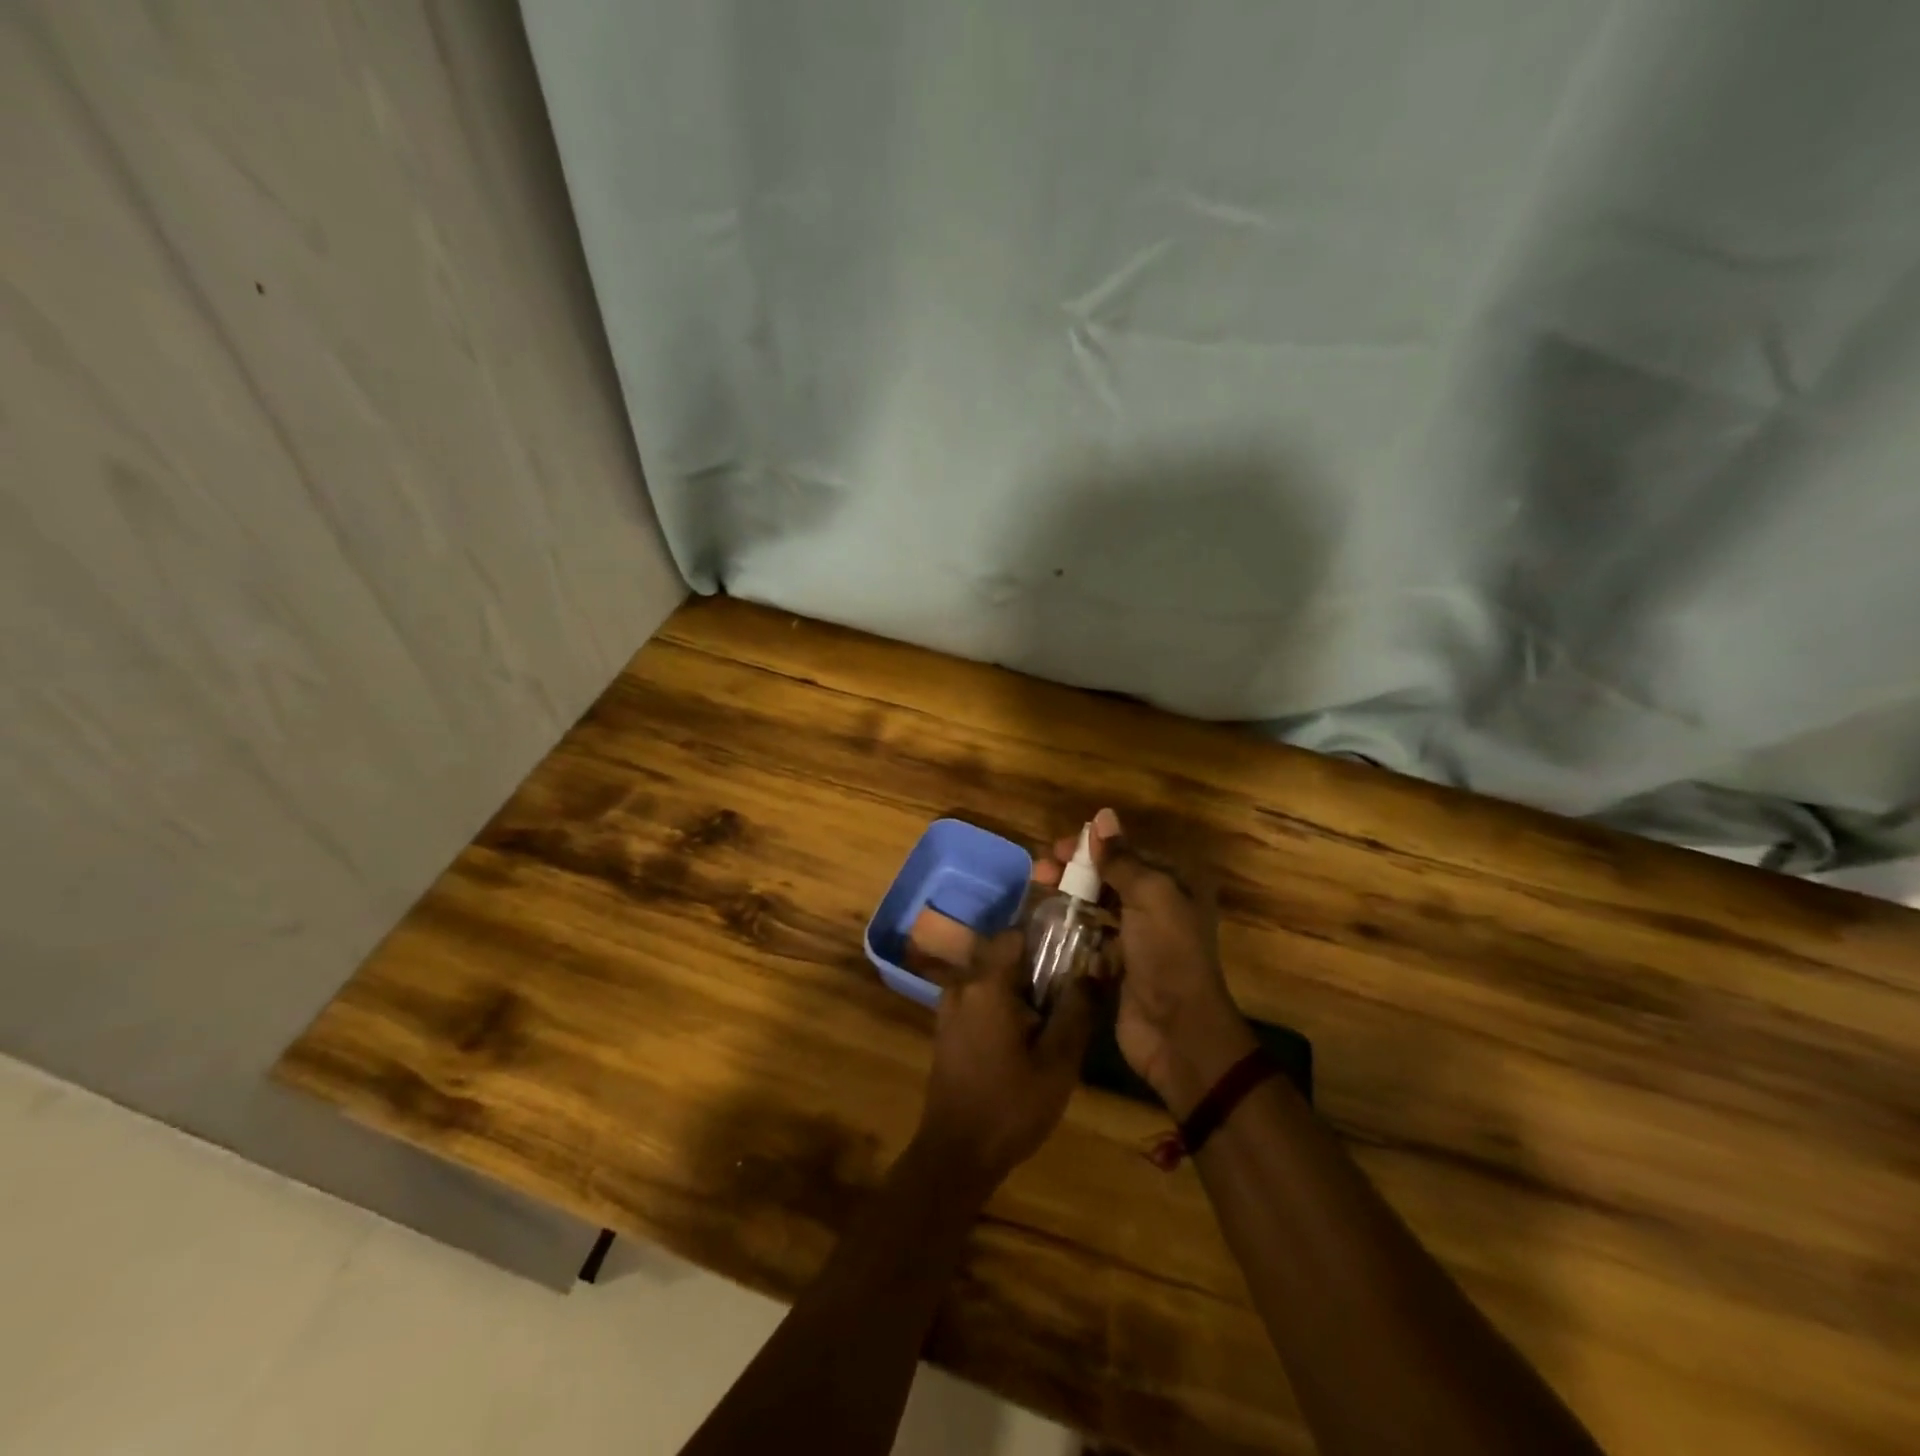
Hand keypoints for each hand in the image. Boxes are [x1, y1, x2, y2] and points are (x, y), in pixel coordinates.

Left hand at [915, 929, 1093, 1190]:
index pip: (1014, 935)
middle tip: (1069, 988)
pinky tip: (1025, 1034)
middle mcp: (962, 986)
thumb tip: (1091, 972)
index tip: (1073, 951)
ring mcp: (949, 1008)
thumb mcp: (1057, 1063)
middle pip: (1003, 957)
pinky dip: (1002, 1005)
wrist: (956, 1154)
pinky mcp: (947, 1029)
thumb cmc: (1010, 1106)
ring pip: (990, 980)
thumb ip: (1075, 1011)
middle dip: (1036, 967)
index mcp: (986, 984)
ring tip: (1052, 1013)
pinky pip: (978, 999)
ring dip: (1019, 989)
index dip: (1045, 938)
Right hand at [1045, 809, 1254, 1116]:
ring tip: (1039, 893)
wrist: (1178, 1031)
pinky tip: (1050, 926)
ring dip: (1071, 898)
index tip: (1058, 848)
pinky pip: (1094, 938)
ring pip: (1100, 906)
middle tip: (1040, 871)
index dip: (1093, 847)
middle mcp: (1161, 906)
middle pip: (1111, 877)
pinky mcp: (1122, 966)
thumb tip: (1101, 816)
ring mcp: (1141, 938)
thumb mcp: (1149, 896)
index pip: (1128, 852)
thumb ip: (1121, 859)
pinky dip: (1075, 930)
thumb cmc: (1167, 954)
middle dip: (1076, 871)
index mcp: (1176, 884)